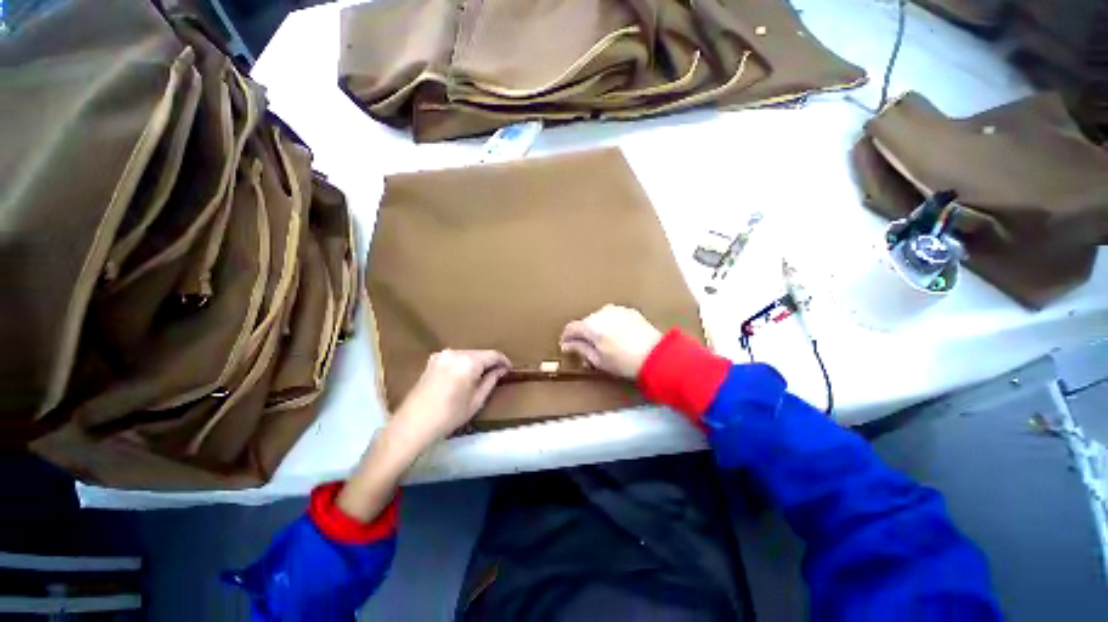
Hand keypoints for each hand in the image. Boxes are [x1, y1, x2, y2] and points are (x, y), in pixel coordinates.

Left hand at [338, 349, 508, 520]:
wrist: (411, 426)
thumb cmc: (448, 416)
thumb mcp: (476, 401)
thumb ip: (491, 380)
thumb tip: (501, 370)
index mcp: (468, 361)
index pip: (493, 354)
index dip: (504, 361)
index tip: (510, 369)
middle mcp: (455, 352)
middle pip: (479, 353)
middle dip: (489, 362)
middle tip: (497, 375)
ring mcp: (441, 355)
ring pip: (467, 355)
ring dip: (476, 363)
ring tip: (481, 377)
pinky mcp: (432, 361)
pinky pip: (455, 358)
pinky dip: (463, 364)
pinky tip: (464, 377)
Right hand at [560, 305, 662, 378]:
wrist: (656, 355)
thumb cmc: (624, 361)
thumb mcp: (598, 360)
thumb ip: (580, 349)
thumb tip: (567, 345)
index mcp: (590, 325)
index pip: (571, 328)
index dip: (566, 338)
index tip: (566, 346)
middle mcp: (601, 312)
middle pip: (585, 323)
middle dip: (584, 335)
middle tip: (588, 350)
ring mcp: (617, 310)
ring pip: (600, 318)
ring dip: (598, 328)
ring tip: (604, 343)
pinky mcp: (630, 311)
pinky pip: (613, 317)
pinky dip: (611, 325)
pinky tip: (617, 337)